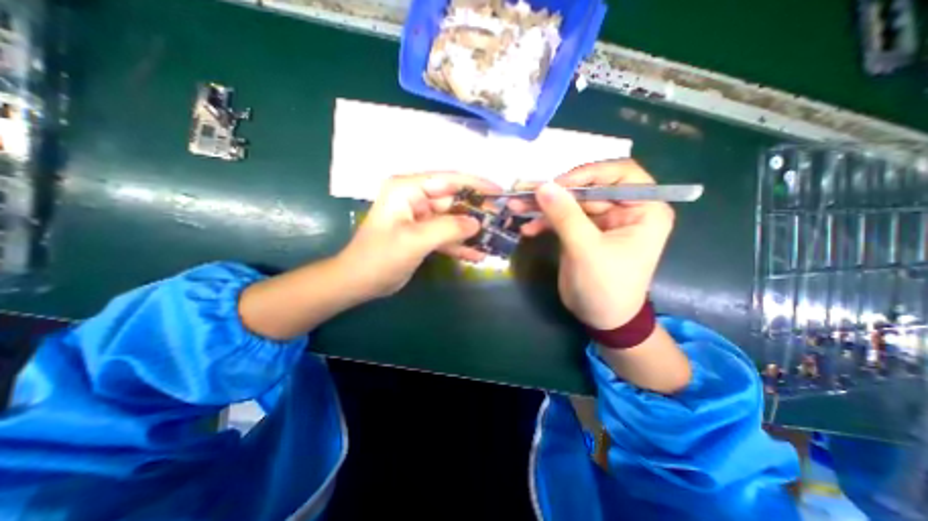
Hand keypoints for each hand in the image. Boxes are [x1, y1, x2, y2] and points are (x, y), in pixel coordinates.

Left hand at [339, 172, 499, 298]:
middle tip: (501, 221)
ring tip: (494, 238)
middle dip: (476, 211)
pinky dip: (460, 245)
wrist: (359, 282)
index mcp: (408, 189)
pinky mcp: (423, 235)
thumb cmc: (380, 257)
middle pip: (453, 200)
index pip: (448, 180)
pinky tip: (477, 255)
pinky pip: (446, 236)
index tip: (499, 192)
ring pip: (452, 220)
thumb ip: (448, 228)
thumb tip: (477, 222)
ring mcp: (420, 218)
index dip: (475, 184)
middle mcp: (415, 199)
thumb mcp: (415, 240)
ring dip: (471, 231)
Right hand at [507, 159, 674, 329]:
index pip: (621, 174)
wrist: (600, 318)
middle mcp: (624, 209)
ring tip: (517, 206)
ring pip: (571, 202)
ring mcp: (600, 220)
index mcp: (644, 210)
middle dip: (556, 192)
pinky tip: (528, 229)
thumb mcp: (586, 250)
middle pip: (589, 188)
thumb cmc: (606, 287)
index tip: (558, 184)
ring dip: (544, 206)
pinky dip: (544, 222)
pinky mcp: (582, 231)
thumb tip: (543, 186)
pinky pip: (562, 218)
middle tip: (526, 192)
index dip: (589, 173)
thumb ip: (566, 216)